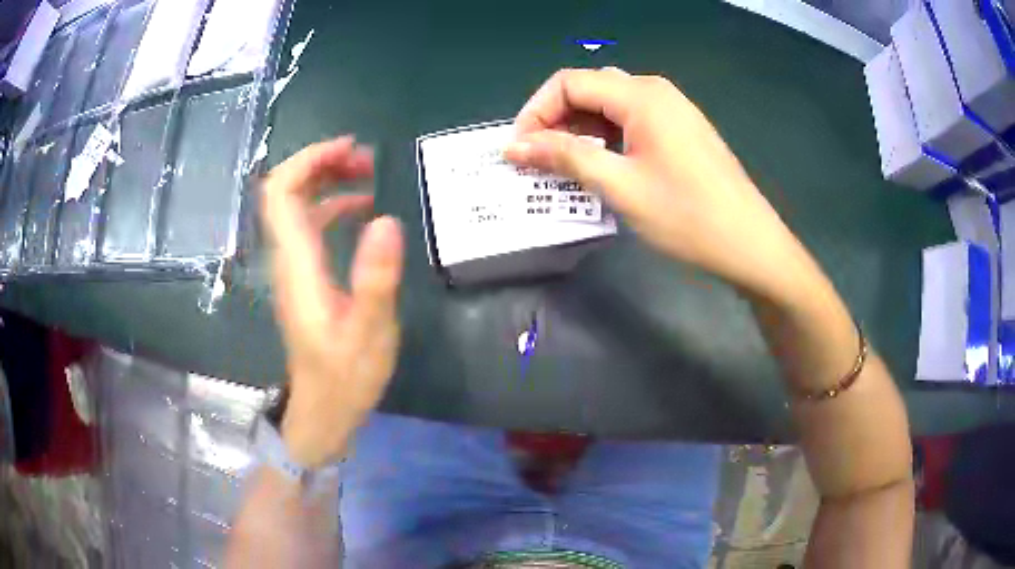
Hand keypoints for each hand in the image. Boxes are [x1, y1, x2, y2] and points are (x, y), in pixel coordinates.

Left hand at [261, 137, 403, 468]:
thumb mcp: (371, 332)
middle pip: (286, 192)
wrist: (324, 411)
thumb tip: (386, 219)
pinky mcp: (304, 277)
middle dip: (321, 164)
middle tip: (365, 159)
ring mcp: (294, 267)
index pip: (282, 193)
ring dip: (327, 182)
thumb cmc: (346, 377)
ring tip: (368, 174)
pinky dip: (332, 206)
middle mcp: (288, 258)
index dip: (308, 161)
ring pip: (298, 207)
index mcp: (298, 265)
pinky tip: (362, 211)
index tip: (348, 149)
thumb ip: (375, 278)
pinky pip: (310, 226)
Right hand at [504, 68, 810, 300]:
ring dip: (579, 133)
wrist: (750, 244)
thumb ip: (565, 157)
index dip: (535, 111)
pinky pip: (630, 123)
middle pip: (588, 90)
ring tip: (562, 169)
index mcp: (641, 95)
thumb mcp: (621, 186)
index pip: (569, 83)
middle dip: (555, 121)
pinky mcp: (679, 131)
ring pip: (608, 108)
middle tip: (536, 162)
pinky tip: (599, 169)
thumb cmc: (688, 216)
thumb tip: (514, 146)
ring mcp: (671, 110)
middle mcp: (655, 92)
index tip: (518, 150)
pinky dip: (605, 141)